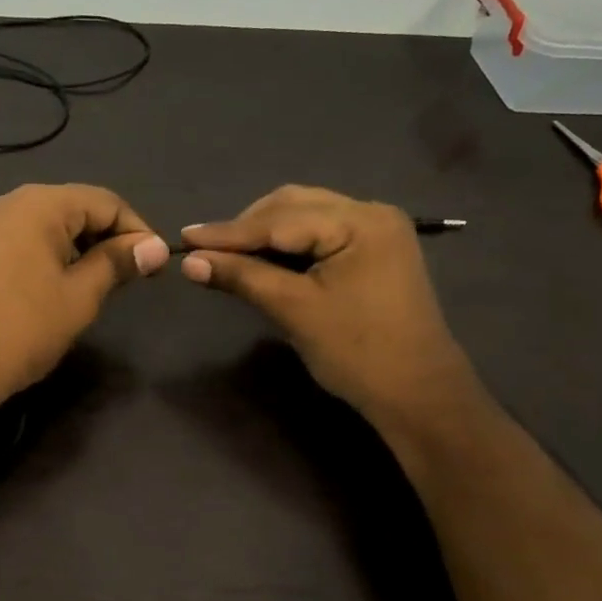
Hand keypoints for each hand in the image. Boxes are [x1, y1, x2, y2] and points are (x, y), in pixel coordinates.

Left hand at [0, 183, 169, 413]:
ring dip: (83, 247)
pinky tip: (66, 284)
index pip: (105, 201)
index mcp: (39, 204)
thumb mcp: (80, 295)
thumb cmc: (24, 327)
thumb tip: (154, 247)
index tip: (155, 264)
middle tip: (133, 276)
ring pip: (52, 225)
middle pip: (76, 207)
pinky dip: (54, 255)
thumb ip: (117, 263)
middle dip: (109, 237)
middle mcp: (11, 202)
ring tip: (103, 283)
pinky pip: (28, 239)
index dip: (136, 229)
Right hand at [178, 186, 475, 426]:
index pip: (279, 219)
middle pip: (293, 205)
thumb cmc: (357, 352)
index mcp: (360, 222)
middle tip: (205, 250)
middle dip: (247, 227)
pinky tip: (263, 259)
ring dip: (265, 233)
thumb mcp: (293, 310)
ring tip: (228, 254)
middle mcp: (371, 213)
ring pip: (305, 216)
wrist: (417, 395)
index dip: (227, 232)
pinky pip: (320, 233)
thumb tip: (188, 261)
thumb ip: (241, 277)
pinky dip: (288, 244)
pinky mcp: (374, 250)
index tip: (183, 237)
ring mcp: (377, 230)